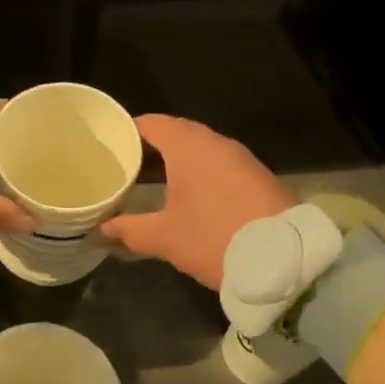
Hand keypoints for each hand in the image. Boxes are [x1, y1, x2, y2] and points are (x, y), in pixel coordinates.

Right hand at [98, 115, 293, 289]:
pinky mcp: (258, 176)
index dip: (128, 130)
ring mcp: (241, 158)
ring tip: (154, 179)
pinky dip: (201, 171)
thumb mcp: (165, 238)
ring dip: (178, 159)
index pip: (152, 123)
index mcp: (189, 147)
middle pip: (177, 132)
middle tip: (127, 164)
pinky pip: (220, 163)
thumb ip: (129, 230)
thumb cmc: (214, 238)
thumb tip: (100, 230)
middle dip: (152, 145)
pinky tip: (191, 194)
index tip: (110, 144)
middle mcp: (216, 143)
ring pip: (201, 148)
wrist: (284, 260)